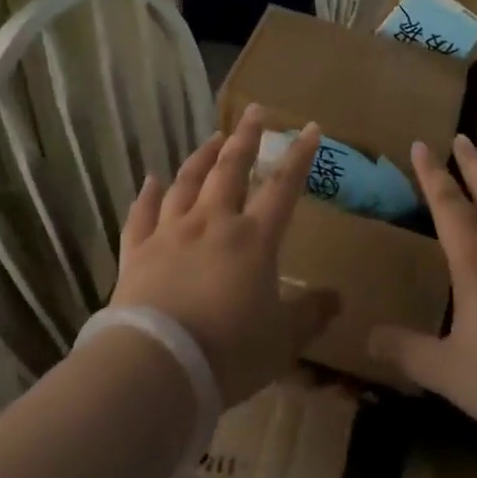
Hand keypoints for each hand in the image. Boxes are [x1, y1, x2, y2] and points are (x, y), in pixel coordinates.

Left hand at [109, 107, 340, 406]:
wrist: (158, 365)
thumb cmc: (230, 352)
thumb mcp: (282, 341)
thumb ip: (310, 315)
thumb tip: (338, 298)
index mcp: (253, 239)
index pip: (282, 187)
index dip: (298, 156)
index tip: (309, 127)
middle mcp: (212, 223)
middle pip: (231, 169)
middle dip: (245, 138)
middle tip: (253, 112)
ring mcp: (171, 233)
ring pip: (187, 182)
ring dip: (201, 157)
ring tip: (212, 138)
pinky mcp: (138, 251)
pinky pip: (141, 214)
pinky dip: (147, 195)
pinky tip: (150, 180)